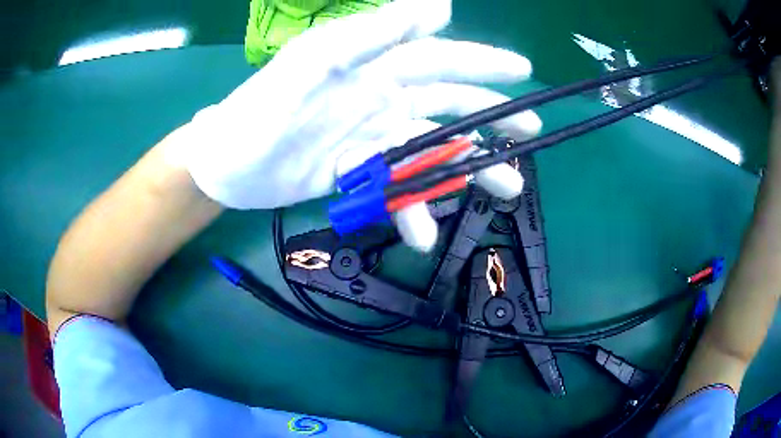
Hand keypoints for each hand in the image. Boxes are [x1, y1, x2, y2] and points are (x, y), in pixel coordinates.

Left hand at [172, 0, 541, 250]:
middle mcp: (379, 99)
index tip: (522, 70)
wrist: (226, 166)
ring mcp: (371, 139)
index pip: (438, 59)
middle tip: (530, 134)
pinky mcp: (358, 173)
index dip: (482, 62)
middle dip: (491, 117)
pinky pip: (396, 190)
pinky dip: (412, 210)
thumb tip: (439, 5)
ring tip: (505, 190)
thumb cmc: (259, 110)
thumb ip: (371, 32)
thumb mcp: (312, 62)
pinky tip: (422, 234)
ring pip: (432, 152)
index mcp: (372, 68)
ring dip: (469, 172)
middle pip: (448, 105)